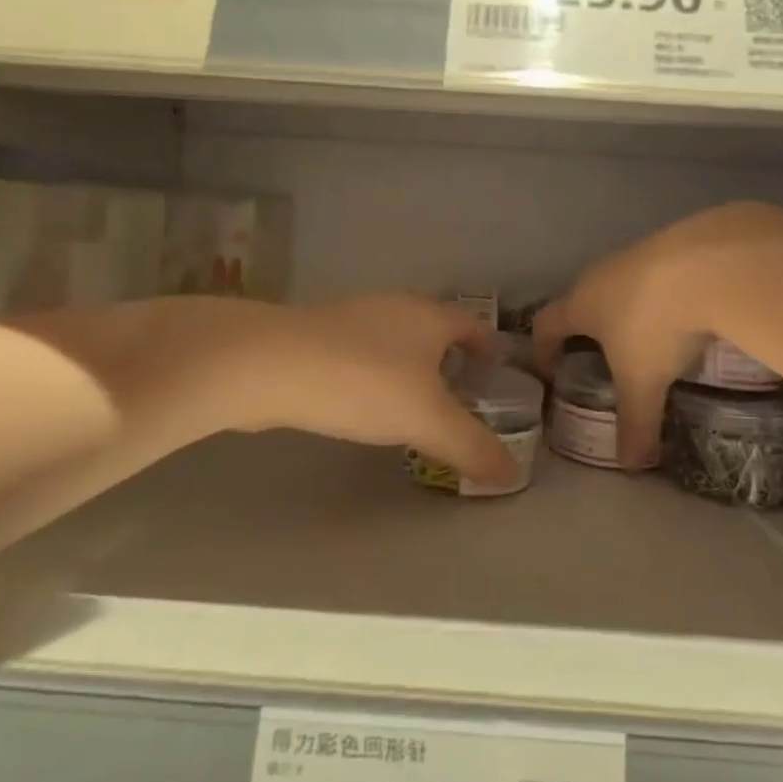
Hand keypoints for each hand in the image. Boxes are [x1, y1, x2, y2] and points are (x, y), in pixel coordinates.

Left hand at [222, 295, 516, 484]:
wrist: (270, 364)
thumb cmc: (364, 383)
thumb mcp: (427, 420)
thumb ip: (471, 446)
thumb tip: (512, 474)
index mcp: (429, 317)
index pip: (472, 323)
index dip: (487, 346)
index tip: (493, 373)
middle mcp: (394, 307)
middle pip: (433, 328)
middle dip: (447, 358)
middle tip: (456, 396)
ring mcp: (351, 317)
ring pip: (393, 339)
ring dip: (407, 366)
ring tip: (409, 405)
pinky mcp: (315, 336)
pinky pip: (359, 352)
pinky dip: (371, 373)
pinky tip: (360, 402)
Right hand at [534, 203, 782, 467]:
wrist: (709, 263)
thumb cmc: (655, 325)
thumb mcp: (643, 382)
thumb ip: (635, 425)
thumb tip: (631, 467)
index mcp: (581, 304)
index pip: (546, 323)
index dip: (543, 348)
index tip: (550, 370)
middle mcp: (601, 275)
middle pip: (582, 301)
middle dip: (587, 329)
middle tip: (601, 359)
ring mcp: (637, 255)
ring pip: (620, 285)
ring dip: (626, 310)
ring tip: (647, 339)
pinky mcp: (673, 246)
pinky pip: (655, 275)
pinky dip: (660, 296)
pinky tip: (685, 314)